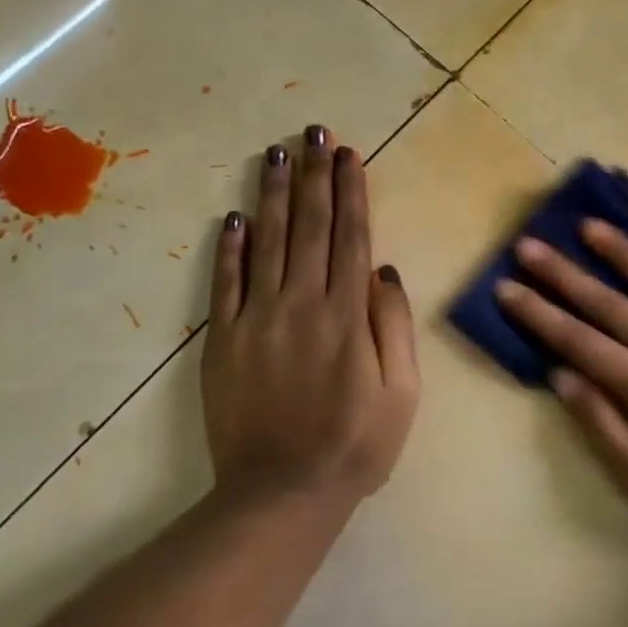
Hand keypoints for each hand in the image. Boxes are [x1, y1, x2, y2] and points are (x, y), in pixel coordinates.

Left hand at [201, 125, 419, 510]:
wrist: (281, 494)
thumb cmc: (356, 444)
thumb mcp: (403, 392)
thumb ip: (394, 327)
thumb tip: (384, 272)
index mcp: (347, 315)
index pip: (351, 237)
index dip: (351, 191)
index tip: (348, 154)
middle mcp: (302, 304)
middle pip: (310, 227)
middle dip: (314, 175)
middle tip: (313, 131)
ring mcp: (258, 319)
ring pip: (268, 242)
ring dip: (274, 195)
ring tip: (277, 153)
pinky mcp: (224, 341)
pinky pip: (227, 284)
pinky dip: (231, 248)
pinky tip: (235, 216)